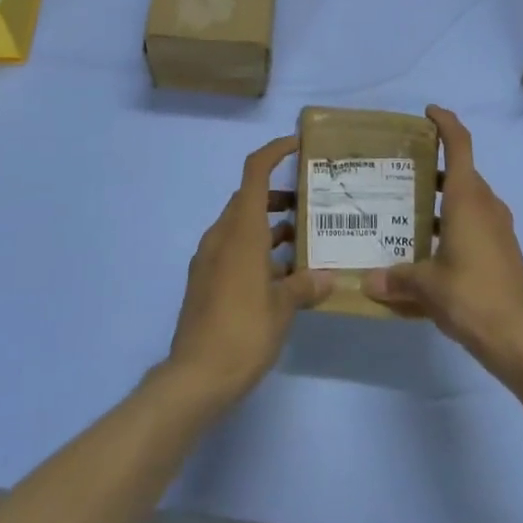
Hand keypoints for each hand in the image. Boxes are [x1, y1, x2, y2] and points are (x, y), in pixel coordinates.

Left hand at [165, 135, 331, 408]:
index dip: (274, 152)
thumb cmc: (243, 332)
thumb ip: (305, 285)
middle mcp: (221, 237)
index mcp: (240, 231)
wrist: (195, 377)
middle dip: (278, 196)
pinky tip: (282, 276)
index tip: (297, 146)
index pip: (254, 173)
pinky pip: (233, 250)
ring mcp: (209, 259)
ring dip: (269, 227)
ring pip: (241, 227)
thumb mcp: (283, 308)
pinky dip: (257, 250)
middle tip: (311, 204)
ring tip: (305, 241)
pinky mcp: (204, 281)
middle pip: (248, 199)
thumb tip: (327, 277)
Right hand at [365, 106, 522, 369]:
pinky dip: (453, 225)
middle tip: (401, 172)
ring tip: (407, 211)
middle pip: (462, 174)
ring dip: (443, 200)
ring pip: (468, 201)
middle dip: (434, 168)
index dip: (446, 124)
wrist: (519, 337)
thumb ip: (396, 279)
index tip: (429, 112)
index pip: (460, 146)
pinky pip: (476, 226)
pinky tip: (429, 249)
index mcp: (467, 200)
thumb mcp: (426, 286)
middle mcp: (486, 207)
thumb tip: (368, 283)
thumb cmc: (471, 296)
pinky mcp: (503, 252)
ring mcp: (499, 230)